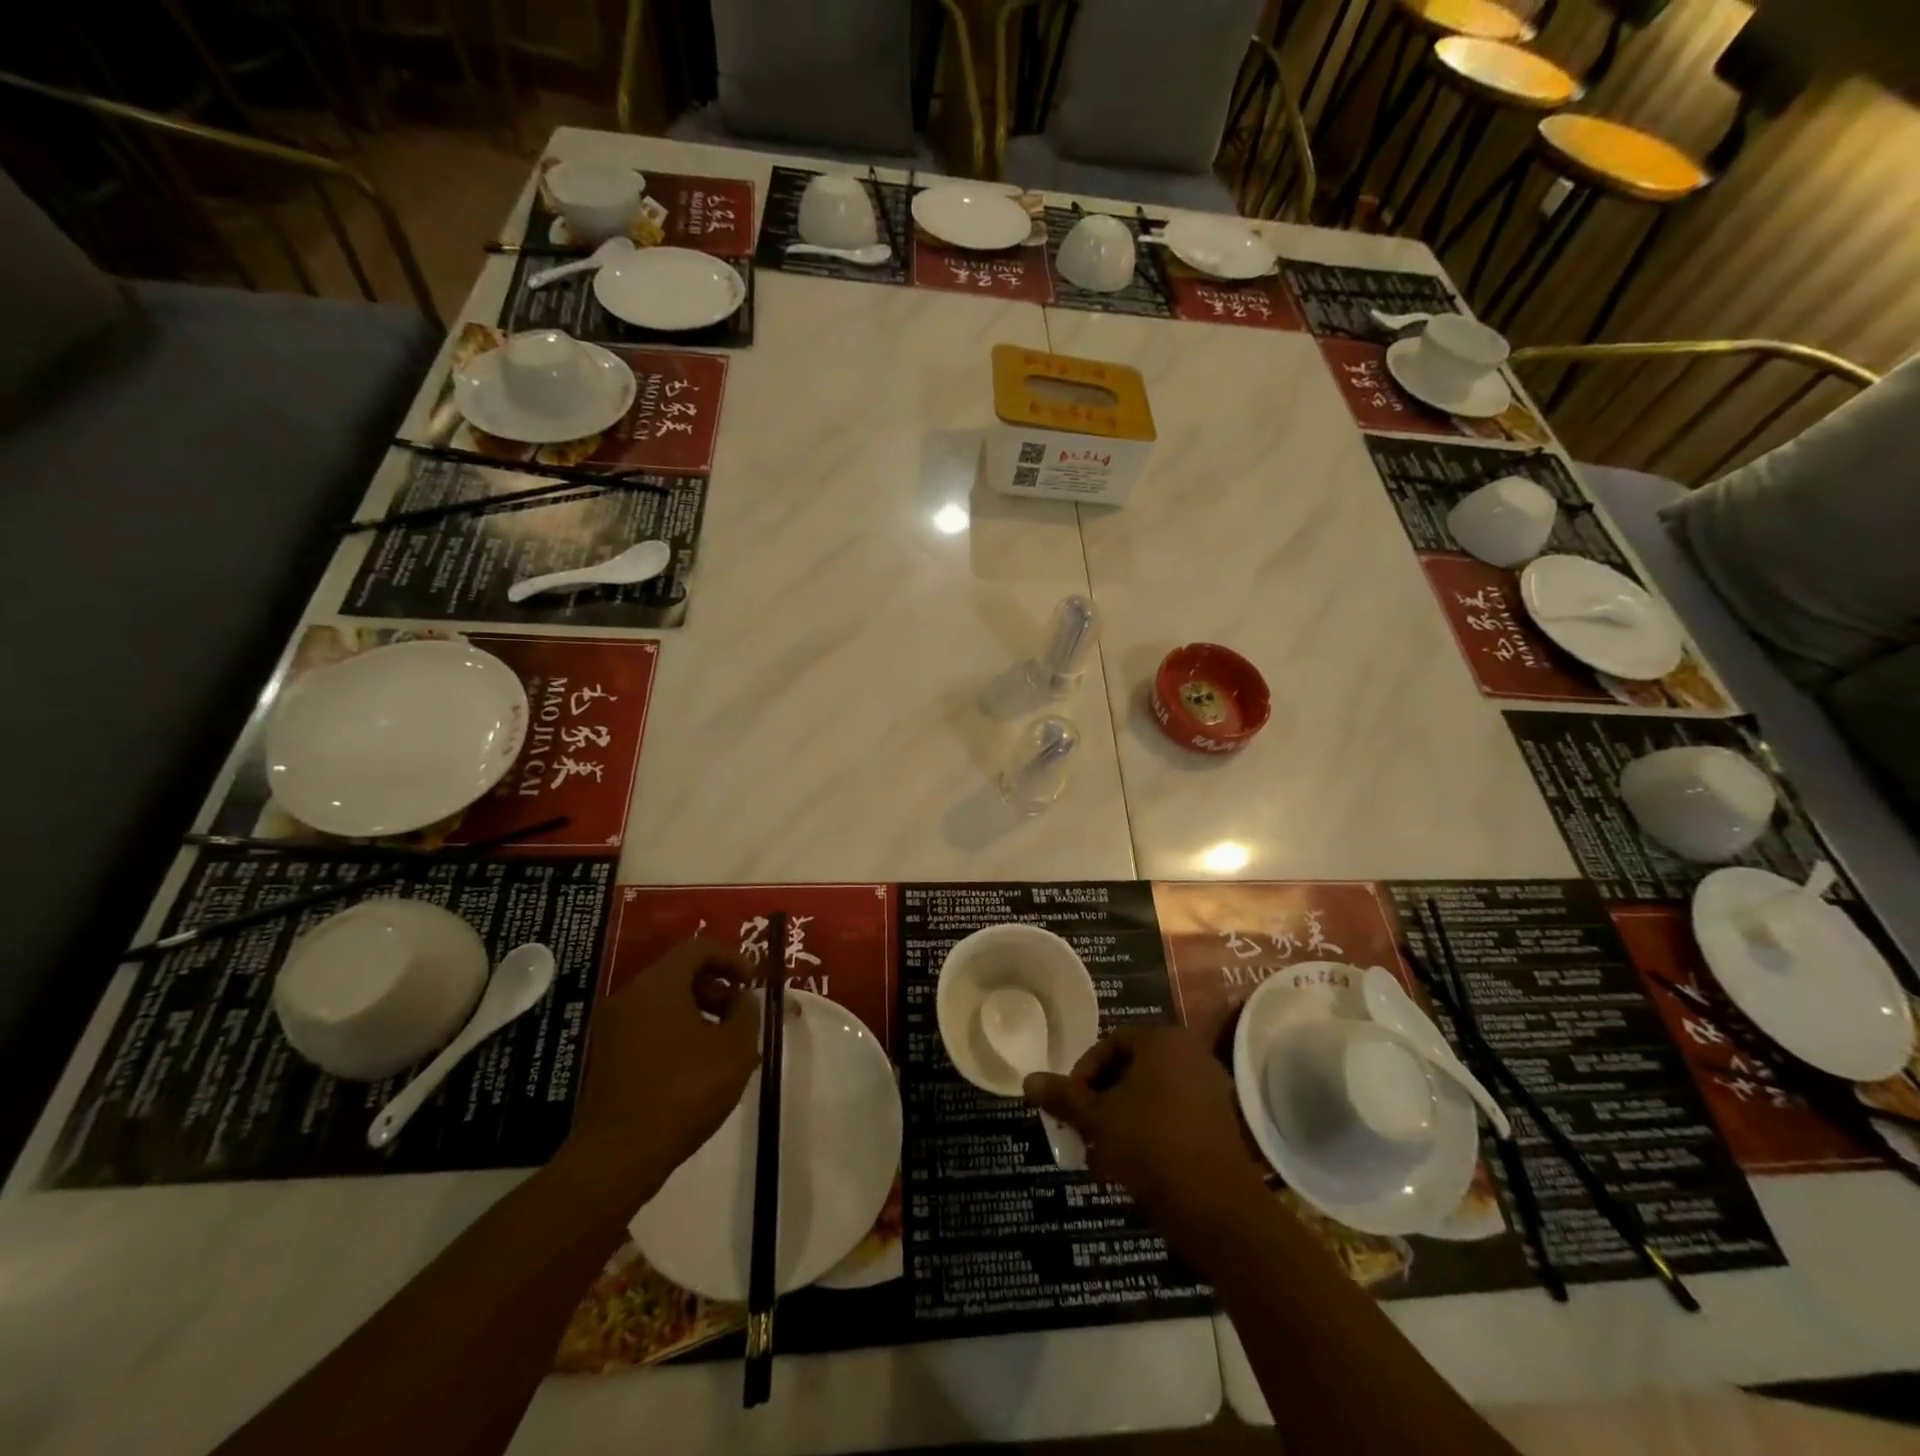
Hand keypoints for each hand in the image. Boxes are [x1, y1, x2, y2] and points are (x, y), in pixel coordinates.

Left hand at [563, 937, 765, 1198]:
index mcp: (658, 985)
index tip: (753, 983)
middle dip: (717, 987)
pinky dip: (678, 1031)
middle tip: (741, 1014)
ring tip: (725, 1044)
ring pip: (664, 1001)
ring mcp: (612, 1027)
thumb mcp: (736, 1048)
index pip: (699, 947)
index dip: (733, 958)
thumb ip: (746, 1012)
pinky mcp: (607, 1056)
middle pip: (680, 973)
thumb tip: (741, 999)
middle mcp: (630, 996)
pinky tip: (698, 1066)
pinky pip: (649, 1026)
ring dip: (699, 1011)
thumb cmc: (684, 1091)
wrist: (619, 1156)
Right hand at [1024, 1025, 1266, 1242]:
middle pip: (1132, 1069)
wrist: (1218, 1210)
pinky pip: (1173, 1117)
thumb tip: (1027, 1080)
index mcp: (1164, 1041)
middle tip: (1082, 1128)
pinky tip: (1129, 1168)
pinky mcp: (1220, 1125)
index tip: (1070, 1104)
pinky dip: (1148, 1134)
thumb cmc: (1151, 1147)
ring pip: (1151, 1096)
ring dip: (1122, 1119)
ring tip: (1100, 1154)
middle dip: (1102, 1099)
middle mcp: (1191, 1055)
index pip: (1111, 1042)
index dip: (1084, 1072)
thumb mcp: (1098, 1119)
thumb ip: (1063, 1096)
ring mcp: (1211, 1090)